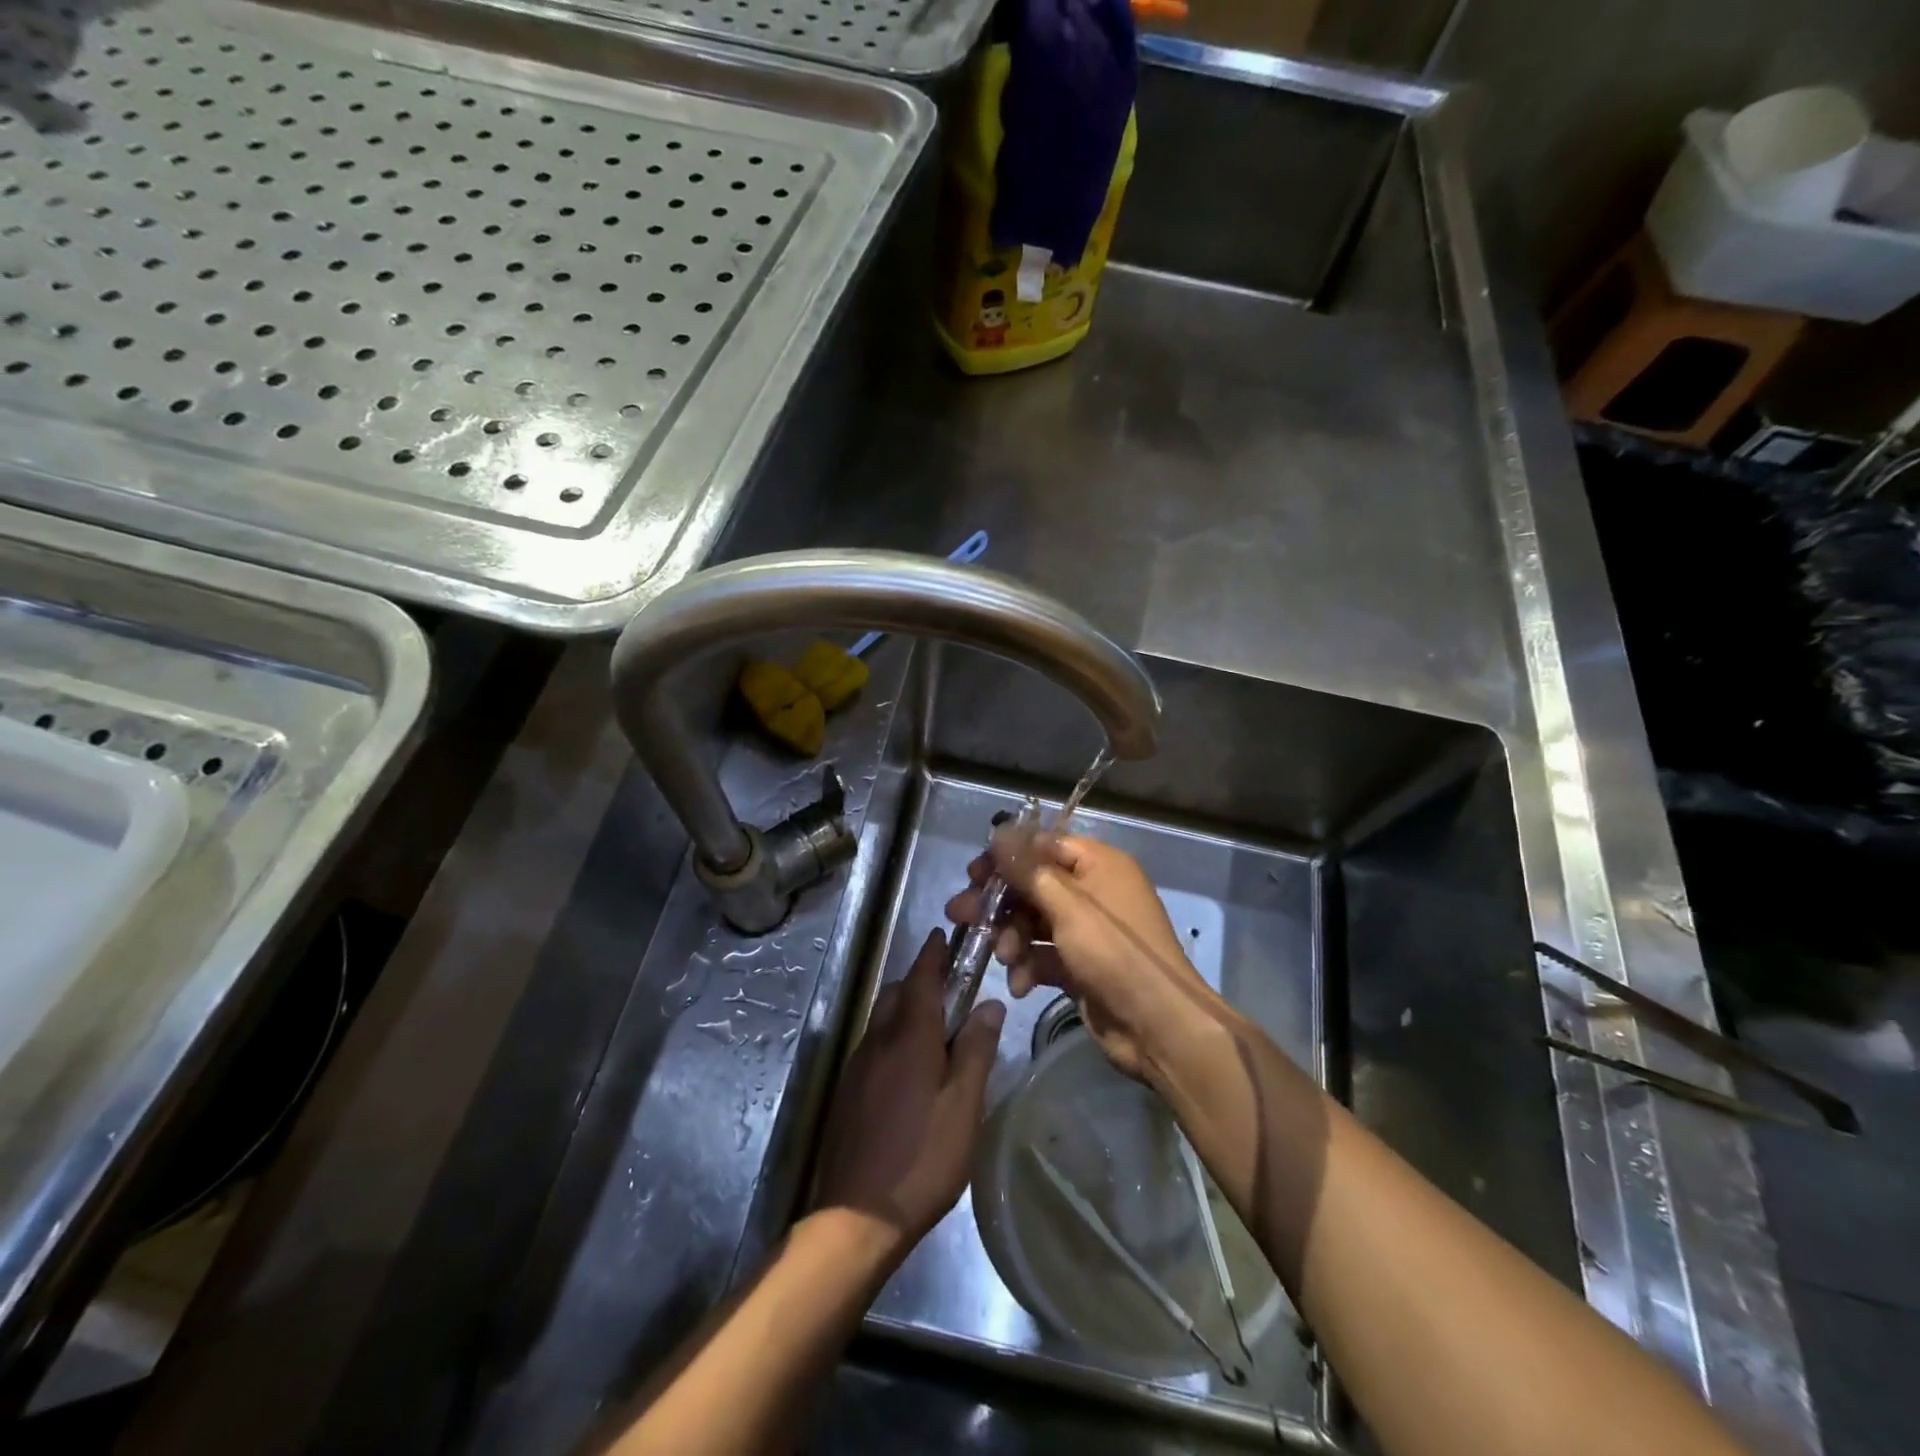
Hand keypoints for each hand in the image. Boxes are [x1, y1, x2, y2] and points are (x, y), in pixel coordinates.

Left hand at [812, 930, 1005, 1259]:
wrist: (856, 1216)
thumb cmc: (922, 1158)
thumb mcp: (964, 1106)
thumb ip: (976, 1050)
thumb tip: (990, 1003)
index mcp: (909, 1037)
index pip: (921, 978)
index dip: (933, 954)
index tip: (943, 935)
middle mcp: (877, 1040)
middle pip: (896, 993)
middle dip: (920, 981)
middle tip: (951, 990)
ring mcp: (857, 1066)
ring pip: (881, 1019)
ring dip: (905, 1010)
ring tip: (935, 1032)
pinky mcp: (847, 1091)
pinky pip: (873, 1045)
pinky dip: (892, 1038)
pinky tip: (910, 1071)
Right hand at [945, 830, 1226, 1085]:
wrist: (1158, 1027)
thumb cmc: (1114, 953)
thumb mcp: (1068, 907)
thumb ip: (1029, 870)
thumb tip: (999, 833)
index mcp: (1099, 865)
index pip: (1043, 846)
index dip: (1006, 857)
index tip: (973, 874)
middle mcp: (1094, 892)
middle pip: (1034, 884)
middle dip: (999, 902)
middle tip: (959, 914)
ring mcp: (1088, 931)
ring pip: (1034, 921)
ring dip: (1011, 937)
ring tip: (1003, 956)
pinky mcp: (1081, 966)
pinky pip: (1044, 955)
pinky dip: (1028, 966)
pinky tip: (1019, 984)